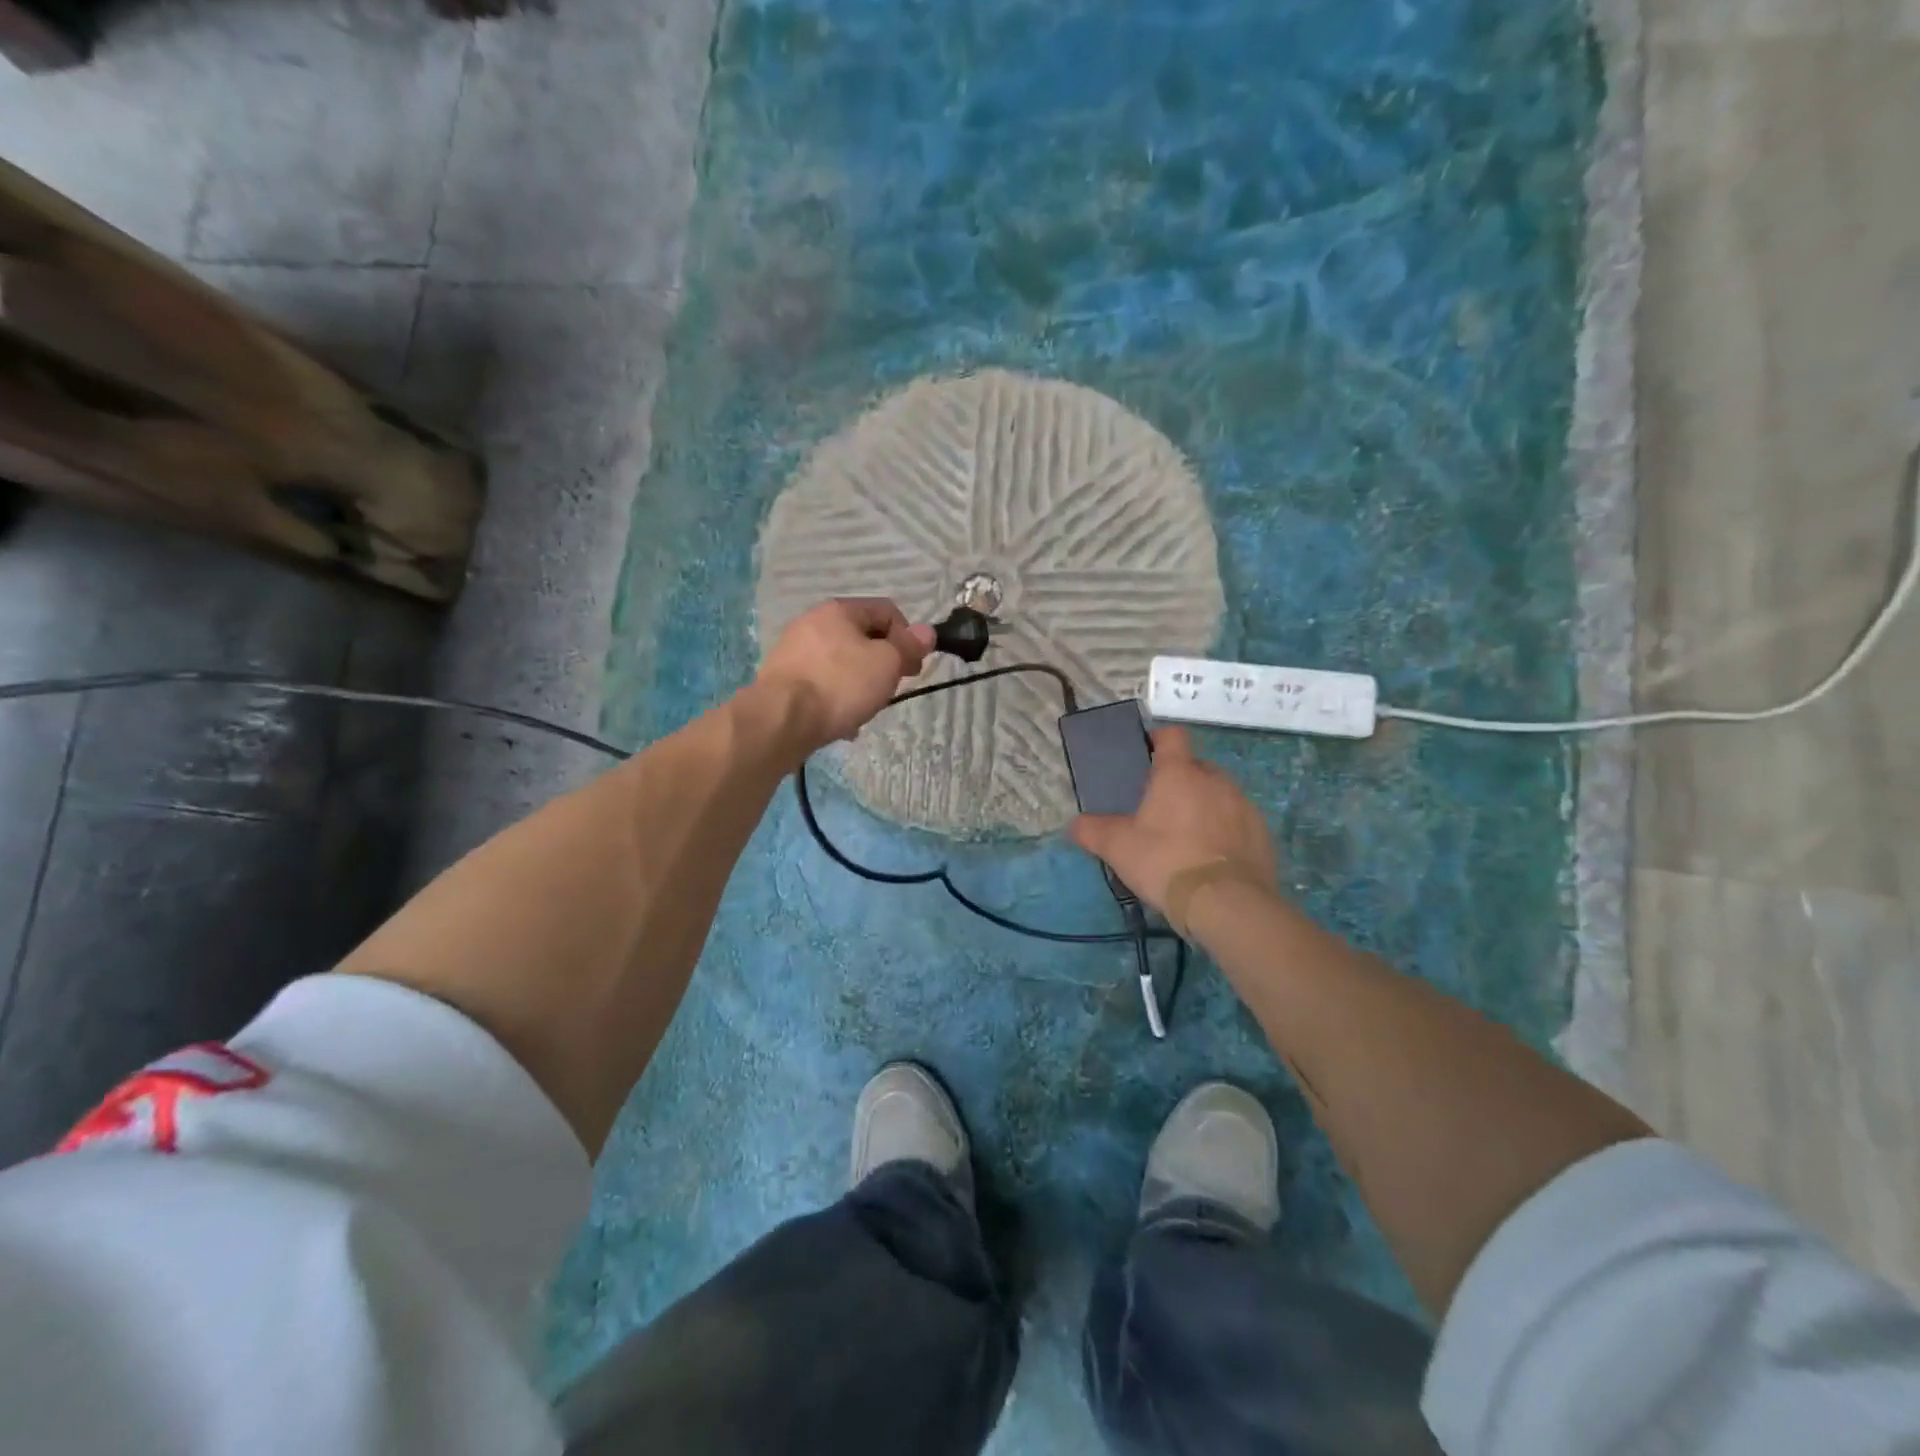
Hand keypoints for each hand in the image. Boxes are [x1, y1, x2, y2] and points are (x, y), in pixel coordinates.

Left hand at [758, 598, 935, 748]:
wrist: (781, 719)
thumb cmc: (840, 684)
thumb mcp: (886, 664)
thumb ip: (908, 646)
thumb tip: (926, 632)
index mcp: (839, 610)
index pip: (886, 610)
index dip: (908, 636)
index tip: (913, 667)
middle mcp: (812, 622)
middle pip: (861, 636)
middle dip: (882, 661)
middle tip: (892, 688)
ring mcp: (792, 650)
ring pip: (840, 661)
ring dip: (859, 681)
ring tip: (866, 708)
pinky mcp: (781, 679)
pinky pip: (820, 682)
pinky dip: (835, 697)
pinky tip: (841, 720)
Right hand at [1069, 727, 1278, 916]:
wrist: (1226, 904)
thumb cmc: (1165, 862)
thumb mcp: (1117, 848)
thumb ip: (1092, 831)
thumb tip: (1074, 824)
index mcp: (1178, 774)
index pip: (1172, 736)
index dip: (1158, 740)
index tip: (1147, 756)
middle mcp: (1214, 780)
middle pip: (1196, 767)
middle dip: (1180, 781)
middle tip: (1161, 810)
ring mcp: (1243, 806)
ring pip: (1219, 795)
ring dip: (1204, 807)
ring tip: (1188, 838)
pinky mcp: (1262, 834)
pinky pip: (1238, 823)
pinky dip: (1226, 832)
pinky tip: (1212, 859)